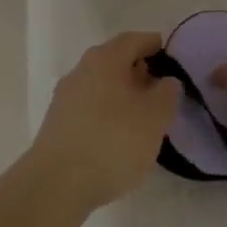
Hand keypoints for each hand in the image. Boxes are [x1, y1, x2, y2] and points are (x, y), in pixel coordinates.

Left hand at [30, 31, 180, 212]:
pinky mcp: (56, 125)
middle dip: (139, 73)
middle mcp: (82, 69)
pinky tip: (116, 140)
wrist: (56, 186)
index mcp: (106, 58)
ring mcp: (65, 97)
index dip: (154, 46)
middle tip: (159, 93)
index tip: (171, 60)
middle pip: (116, 61)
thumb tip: (166, 81)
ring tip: (141, 121)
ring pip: (101, 86)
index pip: (135, 40)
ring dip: (122, 97)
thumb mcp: (154, 118)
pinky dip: (106, 116)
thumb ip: (167, 94)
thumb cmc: (112, 142)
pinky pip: (89, 109)